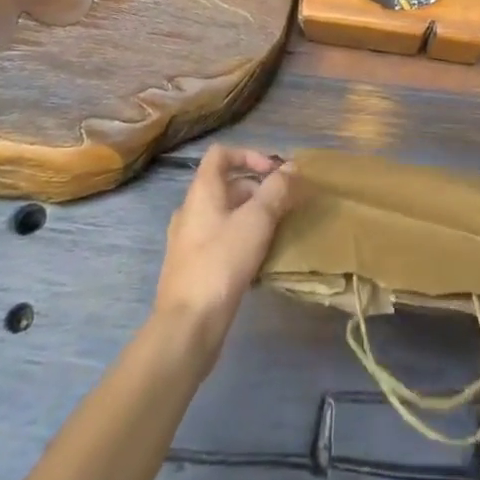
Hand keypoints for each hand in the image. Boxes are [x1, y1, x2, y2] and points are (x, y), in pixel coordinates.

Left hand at [153, 146, 295, 349]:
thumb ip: (276, 190)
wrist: (188, 326)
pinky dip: (240, 239)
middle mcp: (190, 210)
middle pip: (225, 184)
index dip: (249, 154)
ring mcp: (187, 240)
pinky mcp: (191, 268)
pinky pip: (219, 239)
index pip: (221, 154)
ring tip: (276, 232)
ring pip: (224, 214)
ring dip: (251, 216)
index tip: (273, 172)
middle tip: (284, 206)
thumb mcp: (256, 220)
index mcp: (201, 191)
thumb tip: (291, 167)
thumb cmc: (222, 262)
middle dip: (257, 189)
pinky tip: (258, 259)